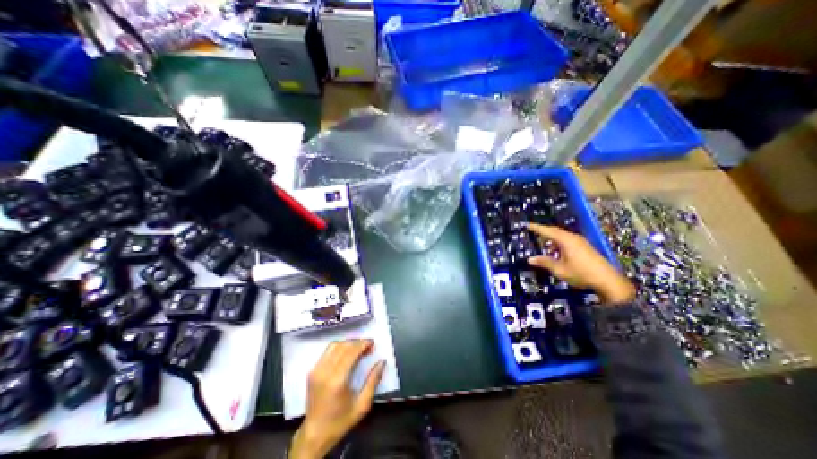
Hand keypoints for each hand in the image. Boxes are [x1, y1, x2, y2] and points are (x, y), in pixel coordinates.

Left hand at [290, 339, 386, 456]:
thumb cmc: (340, 421)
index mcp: (337, 381)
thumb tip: (382, 362)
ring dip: (349, 343)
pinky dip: (339, 347)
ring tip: (359, 348)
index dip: (363, 344)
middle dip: (358, 343)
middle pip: (344, 346)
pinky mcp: (312, 371)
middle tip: (369, 346)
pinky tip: (347, 353)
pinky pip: (327, 351)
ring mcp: (316, 370)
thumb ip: (373, 381)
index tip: (373, 343)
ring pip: (335, 346)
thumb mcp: (362, 405)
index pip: (351, 352)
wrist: (315, 434)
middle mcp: (325, 372)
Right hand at [527, 222, 634, 305]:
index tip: (526, 224)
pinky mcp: (585, 247)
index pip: (547, 231)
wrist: (608, 281)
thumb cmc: (581, 274)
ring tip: (543, 246)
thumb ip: (544, 262)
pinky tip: (556, 253)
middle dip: (543, 232)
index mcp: (566, 240)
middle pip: (555, 231)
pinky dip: (559, 244)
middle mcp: (573, 238)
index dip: (536, 227)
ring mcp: (580, 242)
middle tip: (532, 233)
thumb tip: (530, 259)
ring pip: (562, 236)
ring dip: (551, 240)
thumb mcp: (559, 269)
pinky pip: (567, 241)